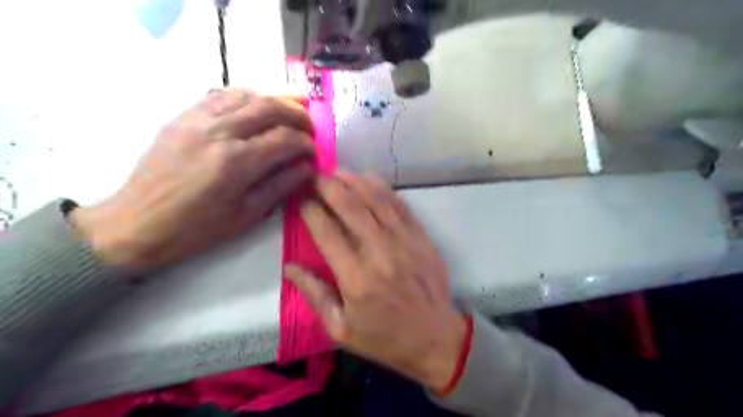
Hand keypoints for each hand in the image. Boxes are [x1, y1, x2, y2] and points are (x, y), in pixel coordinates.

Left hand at [70, 87, 312, 267]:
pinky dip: (244, 97)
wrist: (136, 223)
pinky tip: (254, 109)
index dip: (305, 143)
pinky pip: (219, 95)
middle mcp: (218, 132)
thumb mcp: (246, 215)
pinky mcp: (182, 117)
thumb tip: (307, 167)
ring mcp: (196, 120)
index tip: (313, 151)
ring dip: (273, 100)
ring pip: (245, 94)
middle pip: (268, 107)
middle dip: (297, 113)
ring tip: (287, 112)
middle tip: (309, 125)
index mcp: (236, 162)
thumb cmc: (195, 229)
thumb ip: (280, 186)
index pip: (284, 139)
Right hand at [285, 172, 462, 390]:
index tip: (301, 198)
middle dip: (330, 186)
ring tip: (337, 171)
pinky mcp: (422, 238)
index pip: (327, 232)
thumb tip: (289, 266)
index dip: (310, 210)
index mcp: (356, 279)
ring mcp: (405, 242)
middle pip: (351, 208)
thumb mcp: (340, 328)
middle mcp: (380, 253)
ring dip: (355, 181)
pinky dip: (383, 188)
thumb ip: (314, 294)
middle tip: (315, 174)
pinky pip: (400, 206)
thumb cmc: (384, 337)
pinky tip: (369, 178)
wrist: (435, 338)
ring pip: (377, 200)